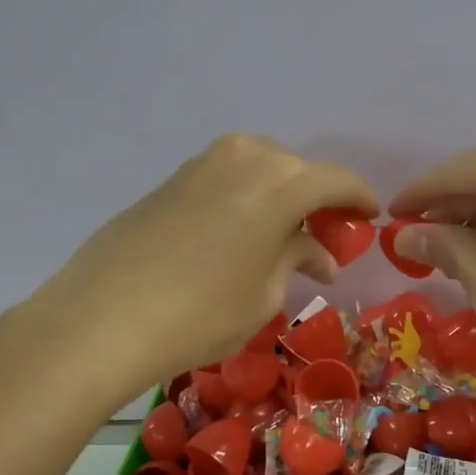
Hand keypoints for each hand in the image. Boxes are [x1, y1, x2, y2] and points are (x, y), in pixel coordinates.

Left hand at [30, 136, 378, 389]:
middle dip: (315, 201)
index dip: (359, 199)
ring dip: (278, 198)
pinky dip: (244, 200)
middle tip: (322, 238)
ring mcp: (203, 163)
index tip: (371, 218)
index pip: (336, 181)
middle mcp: (245, 157)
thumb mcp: (264, 294)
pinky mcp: (172, 179)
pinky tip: (237, 234)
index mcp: (280, 182)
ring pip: (259, 170)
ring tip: (279, 238)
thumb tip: (317, 253)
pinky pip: (226, 180)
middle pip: (296, 171)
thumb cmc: (201, 312)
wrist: (103, 316)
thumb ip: (296, 259)